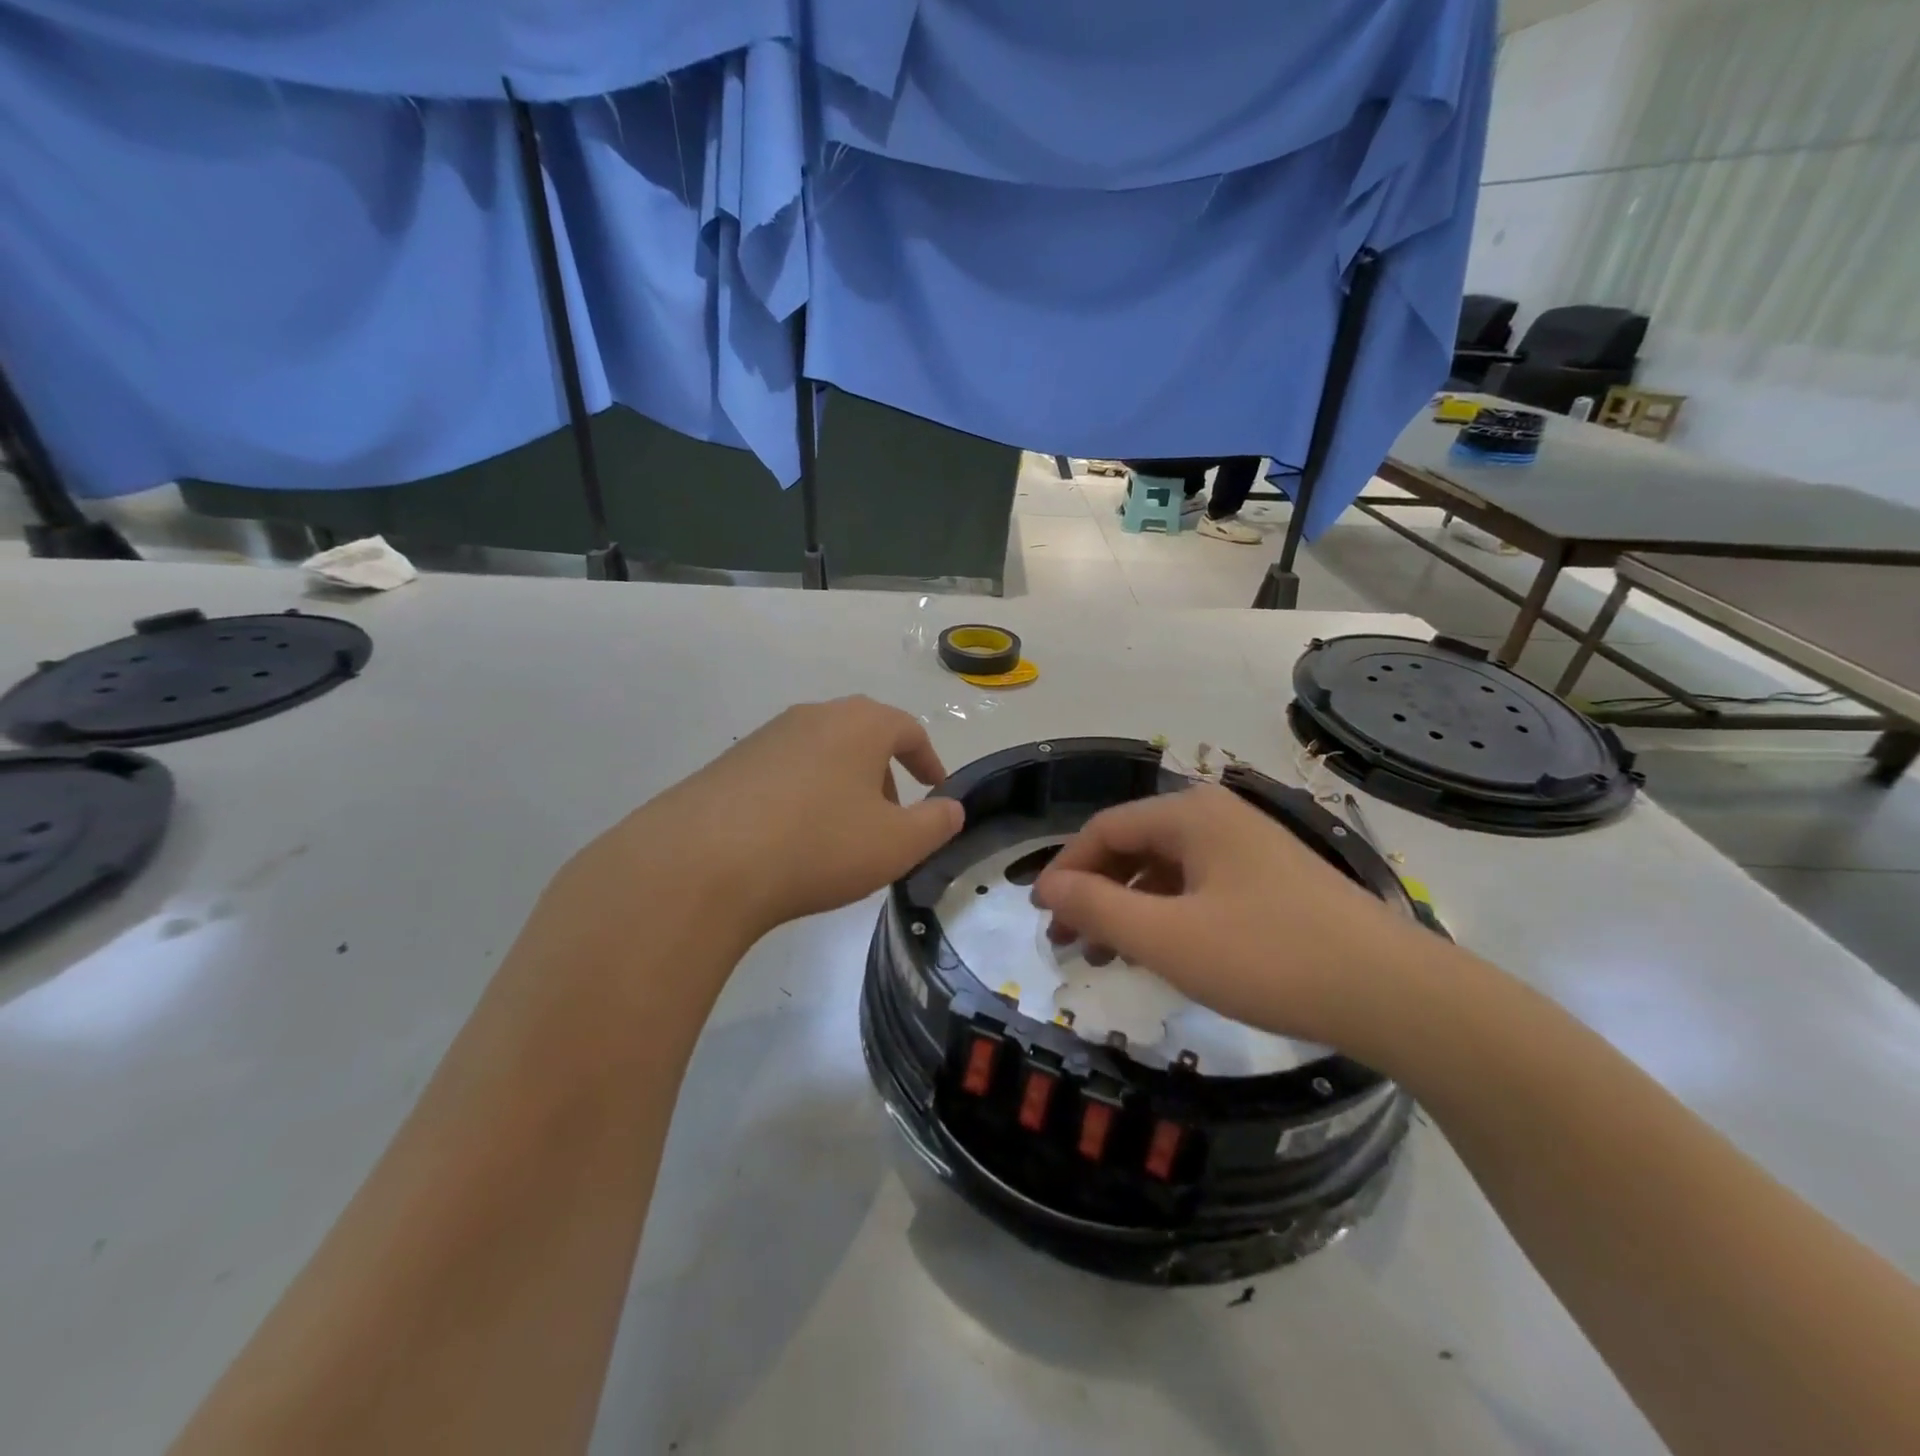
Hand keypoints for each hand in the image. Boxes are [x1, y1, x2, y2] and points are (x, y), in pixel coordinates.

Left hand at [599, 697, 964, 937]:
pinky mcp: (728, 766)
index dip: (928, 761)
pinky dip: (801, 797)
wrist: (702, 864)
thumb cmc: (818, 845)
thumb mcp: (896, 844)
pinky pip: (782, 774)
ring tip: (841, 834)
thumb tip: (951, 808)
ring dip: (841, 786)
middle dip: (883, 774)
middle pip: (861, 737)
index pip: (907, 730)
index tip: (936, 790)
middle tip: (890, 818)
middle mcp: (811, 717)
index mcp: (858, 724)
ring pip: (820, 754)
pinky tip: (791, 840)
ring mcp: (764, 738)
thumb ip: (936, 823)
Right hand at [1032, 784, 1433, 1052]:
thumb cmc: (1269, 959)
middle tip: (1067, 940)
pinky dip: (1167, 914)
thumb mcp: (1167, 938)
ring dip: (1128, 906)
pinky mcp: (1272, 879)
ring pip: (1167, 868)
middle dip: (1094, 891)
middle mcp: (1218, 817)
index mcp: (1191, 815)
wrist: (1394, 994)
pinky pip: (1199, 886)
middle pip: (1134, 845)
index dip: (1065, 870)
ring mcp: (1250, 847)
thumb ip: (1097, 907)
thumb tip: (1048, 887)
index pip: (1104, 830)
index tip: (1040, 913)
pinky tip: (1161, 950)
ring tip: (1105, 953)